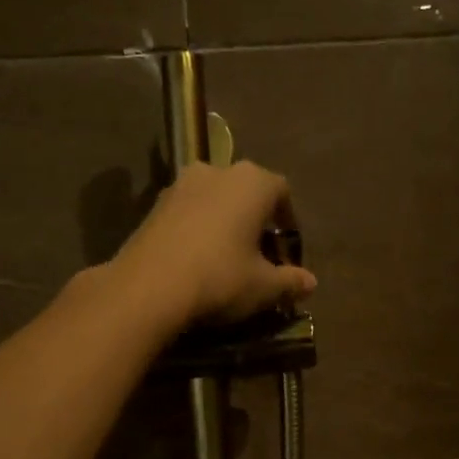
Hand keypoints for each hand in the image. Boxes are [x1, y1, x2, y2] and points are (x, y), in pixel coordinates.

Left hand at [112, 160, 317, 327]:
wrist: (148, 287)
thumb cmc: (220, 278)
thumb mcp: (264, 287)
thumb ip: (290, 281)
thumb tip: (310, 283)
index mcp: (252, 182)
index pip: (282, 192)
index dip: (288, 222)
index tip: (286, 252)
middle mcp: (217, 171)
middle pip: (246, 193)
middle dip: (256, 221)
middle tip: (259, 256)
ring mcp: (180, 185)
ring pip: (215, 200)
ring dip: (225, 223)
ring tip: (228, 259)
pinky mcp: (153, 205)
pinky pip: (188, 213)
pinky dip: (198, 230)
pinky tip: (198, 261)